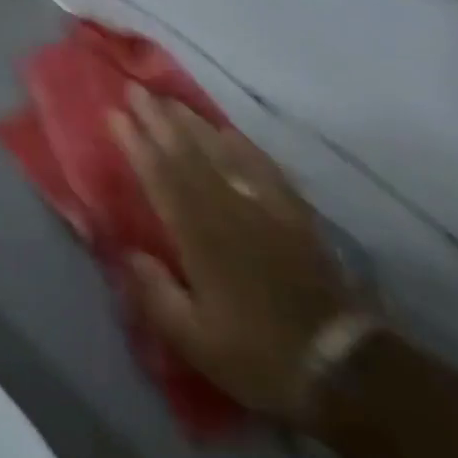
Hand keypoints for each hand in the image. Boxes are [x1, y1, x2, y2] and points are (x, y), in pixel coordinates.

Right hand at [112, 86, 361, 419]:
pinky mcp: (292, 212)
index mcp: (199, 235)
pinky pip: (262, 165)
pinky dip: (240, 143)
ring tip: (168, 99)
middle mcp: (228, 207)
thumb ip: (155, 293)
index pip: (160, 176)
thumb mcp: (195, 340)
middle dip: (157, 118)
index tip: (114, 113)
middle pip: (187, 152)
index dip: (135, 143)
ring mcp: (263, 205)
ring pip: (221, 150)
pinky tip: (228, 131)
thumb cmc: (258, 355)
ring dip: (191, 121)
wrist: (342, 368)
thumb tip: (127, 251)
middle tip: (134, 89)